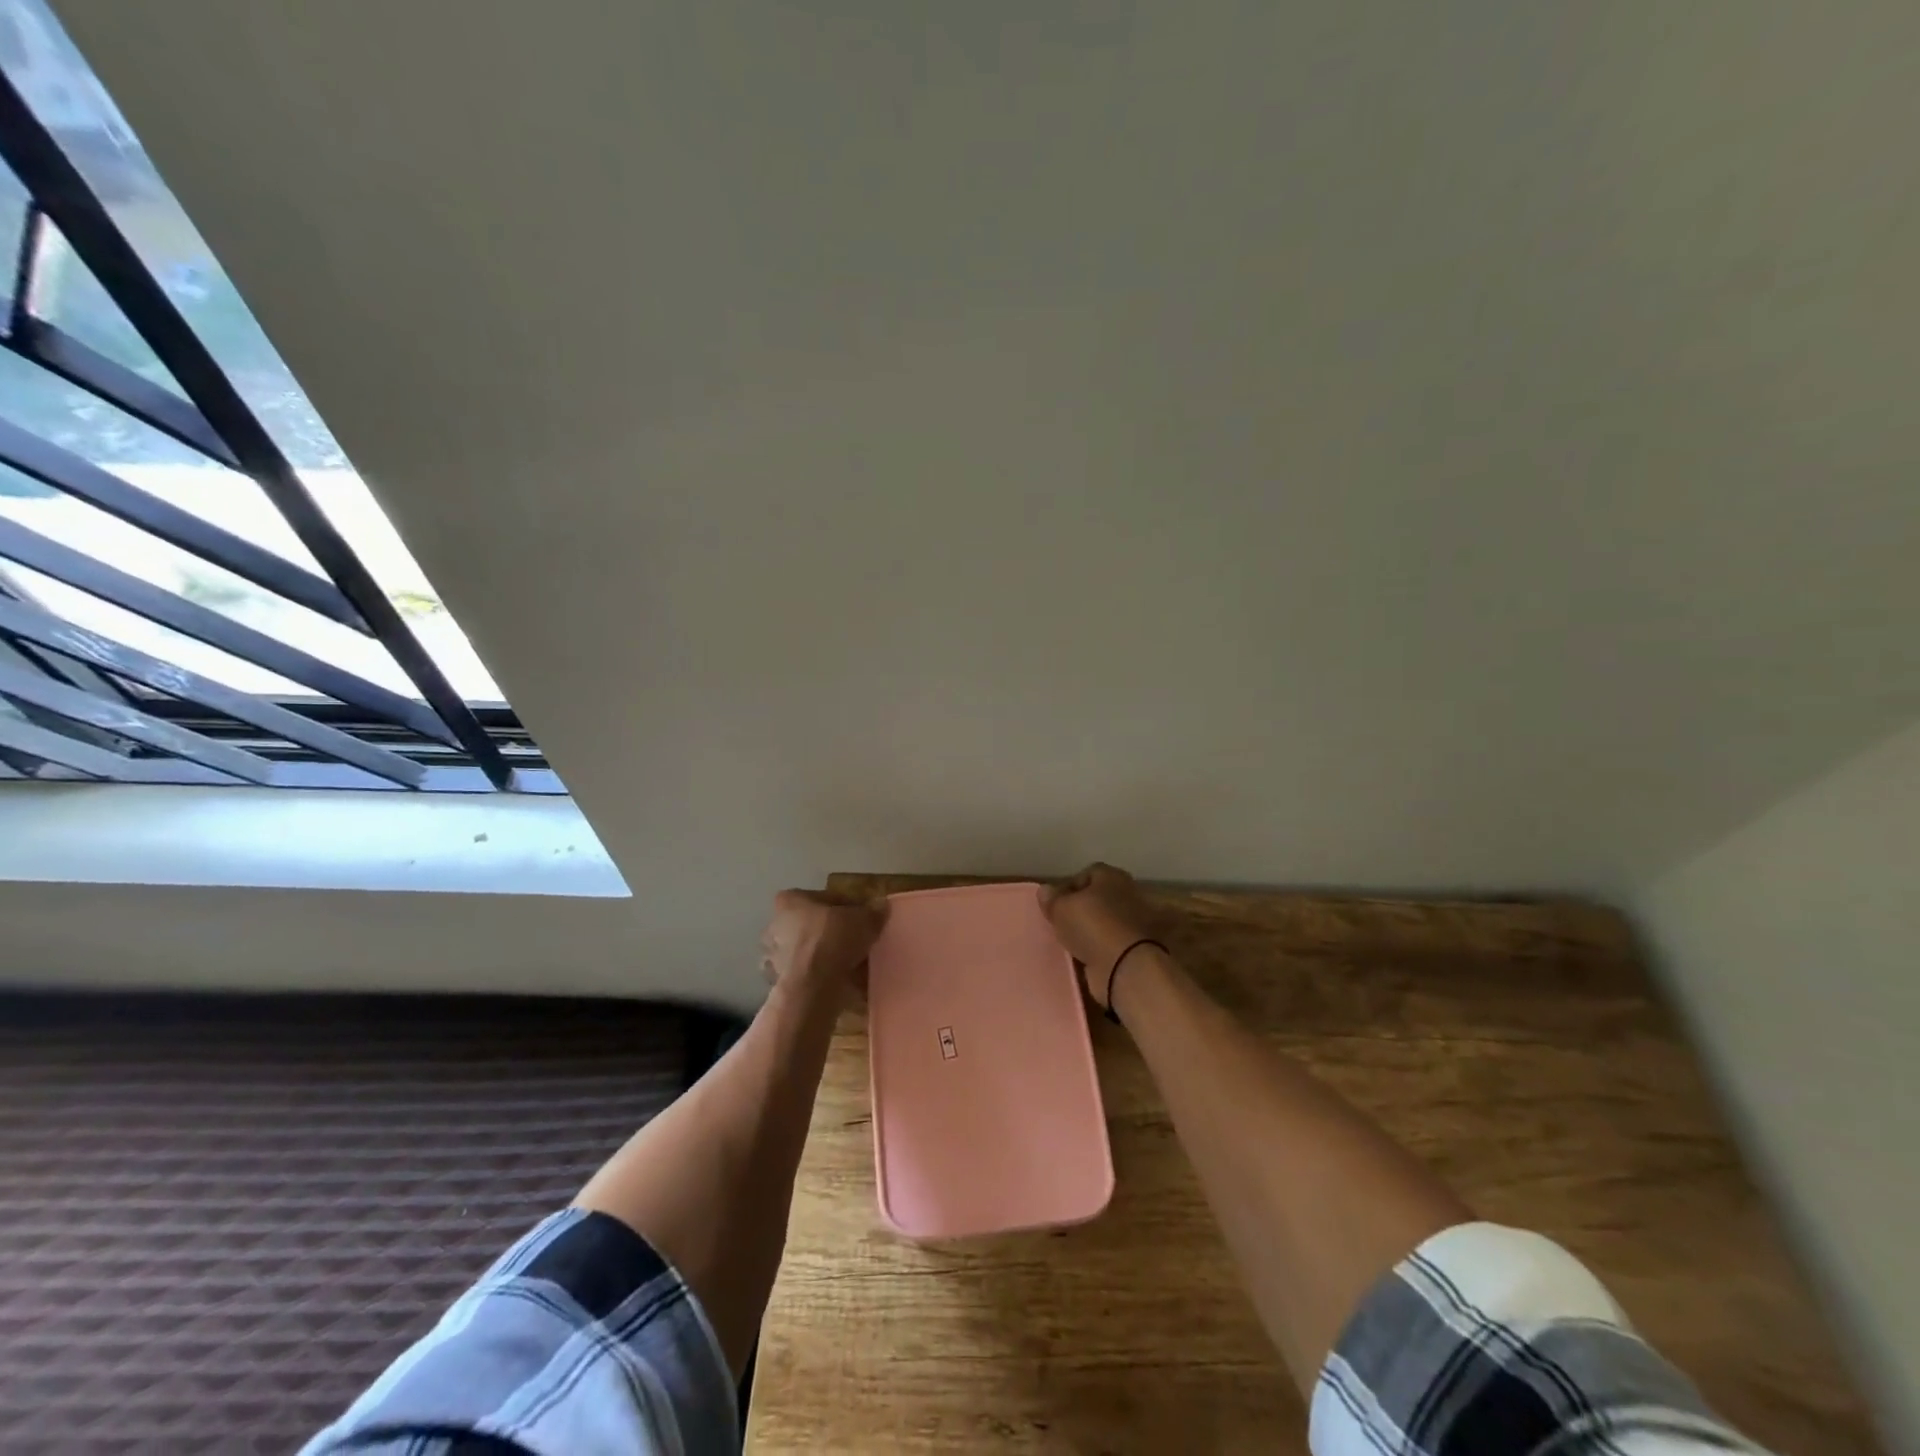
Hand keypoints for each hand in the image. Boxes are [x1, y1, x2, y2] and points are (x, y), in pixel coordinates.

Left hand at [759, 889, 887, 999]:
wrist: (813, 986)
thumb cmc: (833, 939)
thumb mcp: (864, 919)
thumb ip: (873, 911)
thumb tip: (881, 906)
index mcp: (790, 901)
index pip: (824, 898)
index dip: (846, 906)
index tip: (862, 917)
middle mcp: (775, 926)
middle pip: (810, 925)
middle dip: (830, 932)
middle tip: (855, 940)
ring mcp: (774, 957)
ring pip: (806, 952)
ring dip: (824, 957)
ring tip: (851, 964)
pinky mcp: (780, 984)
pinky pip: (806, 976)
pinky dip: (821, 978)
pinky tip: (841, 982)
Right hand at [1039, 862, 1155, 1008]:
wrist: (1128, 967)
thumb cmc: (1094, 926)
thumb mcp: (1061, 908)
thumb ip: (1052, 899)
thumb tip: (1046, 891)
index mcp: (1113, 876)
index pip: (1087, 874)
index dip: (1069, 887)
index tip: (1055, 905)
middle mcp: (1129, 894)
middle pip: (1098, 899)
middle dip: (1082, 910)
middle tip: (1063, 924)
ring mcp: (1136, 923)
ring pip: (1105, 923)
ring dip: (1092, 932)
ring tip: (1072, 944)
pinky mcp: (1137, 949)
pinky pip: (1111, 945)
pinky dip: (1100, 950)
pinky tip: (1086, 958)